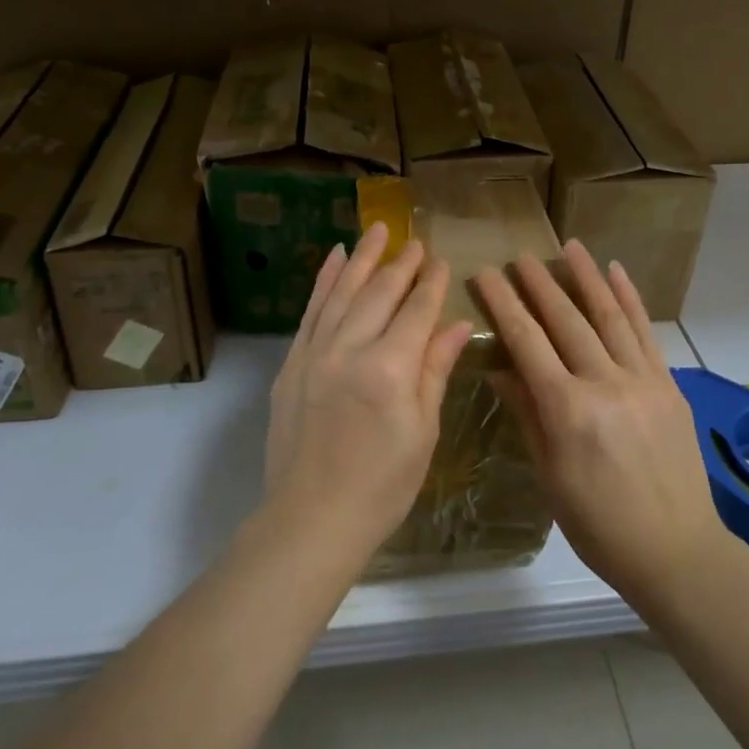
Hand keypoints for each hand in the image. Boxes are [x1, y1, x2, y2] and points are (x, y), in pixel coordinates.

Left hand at [265, 222, 474, 560]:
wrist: (312, 518)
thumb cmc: (382, 485)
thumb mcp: (422, 431)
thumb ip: (435, 370)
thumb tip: (456, 324)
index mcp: (389, 368)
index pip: (416, 311)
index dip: (430, 284)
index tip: (439, 260)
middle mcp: (350, 349)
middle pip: (379, 294)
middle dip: (400, 264)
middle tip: (414, 240)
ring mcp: (315, 353)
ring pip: (342, 292)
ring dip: (362, 259)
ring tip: (377, 230)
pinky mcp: (292, 363)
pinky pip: (310, 311)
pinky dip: (324, 282)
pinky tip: (334, 259)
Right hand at [474, 241, 723, 610]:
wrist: (676, 551)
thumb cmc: (599, 525)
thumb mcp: (550, 475)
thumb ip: (528, 415)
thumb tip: (500, 371)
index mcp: (568, 411)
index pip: (527, 343)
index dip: (504, 305)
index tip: (486, 275)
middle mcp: (605, 385)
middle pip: (566, 321)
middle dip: (539, 285)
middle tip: (520, 257)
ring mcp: (642, 381)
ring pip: (609, 316)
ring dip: (587, 278)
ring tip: (569, 248)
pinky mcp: (668, 385)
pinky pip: (645, 333)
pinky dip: (630, 299)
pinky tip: (616, 272)